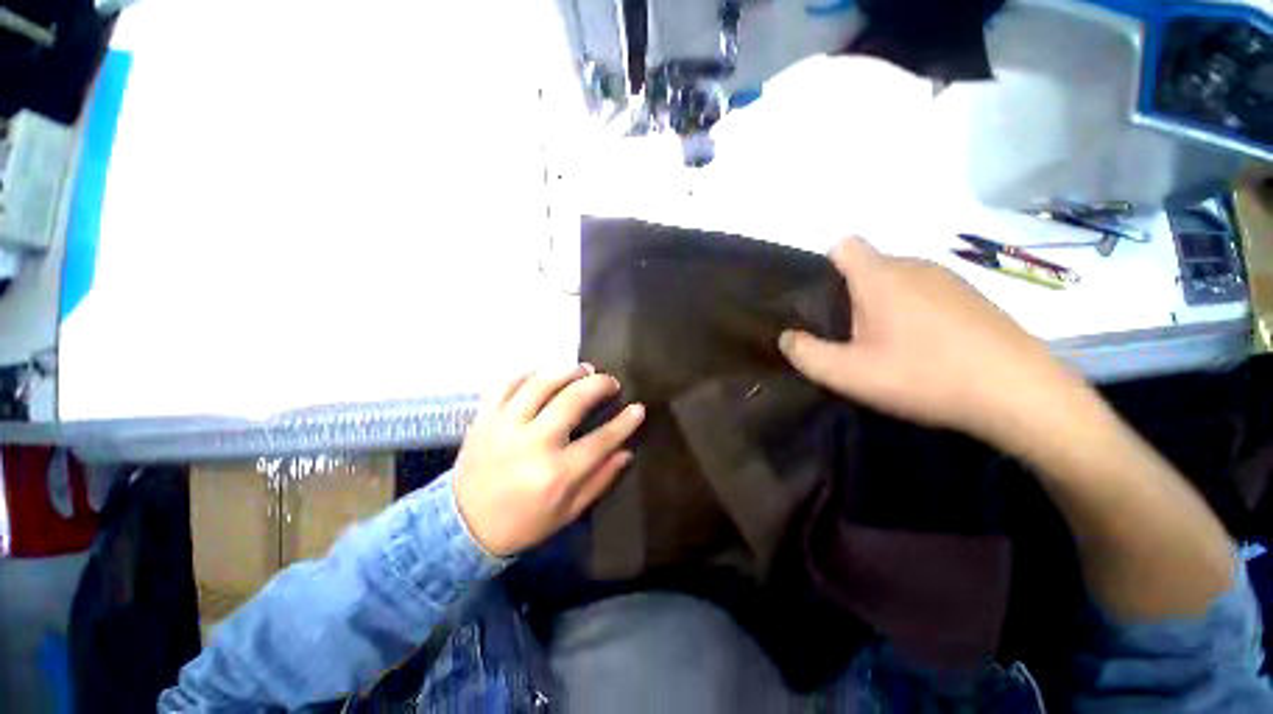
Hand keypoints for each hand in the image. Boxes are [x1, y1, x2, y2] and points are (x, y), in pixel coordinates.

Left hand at [453, 364, 644, 556]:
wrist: (463, 527)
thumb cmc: (522, 523)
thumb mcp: (568, 512)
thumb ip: (600, 480)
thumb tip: (626, 452)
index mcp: (556, 473)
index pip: (601, 440)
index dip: (625, 422)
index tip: (638, 408)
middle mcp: (532, 443)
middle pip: (573, 400)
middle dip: (599, 385)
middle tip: (611, 382)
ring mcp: (504, 426)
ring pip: (541, 383)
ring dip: (567, 371)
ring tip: (583, 369)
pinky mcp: (484, 417)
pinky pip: (506, 383)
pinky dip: (528, 372)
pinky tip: (544, 374)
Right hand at [779, 237, 1082, 448]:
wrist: (1022, 395)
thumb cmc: (926, 376)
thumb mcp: (849, 374)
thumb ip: (806, 353)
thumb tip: (787, 337)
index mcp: (881, 277)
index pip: (843, 246)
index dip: (825, 266)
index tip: (822, 301)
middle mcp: (915, 266)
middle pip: (868, 266)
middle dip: (851, 295)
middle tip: (850, 338)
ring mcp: (950, 279)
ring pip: (899, 281)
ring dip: (883, 305)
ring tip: (887, 347)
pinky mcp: (975, 297)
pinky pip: (927, 293)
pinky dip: (915, 312)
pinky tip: (926, 350)